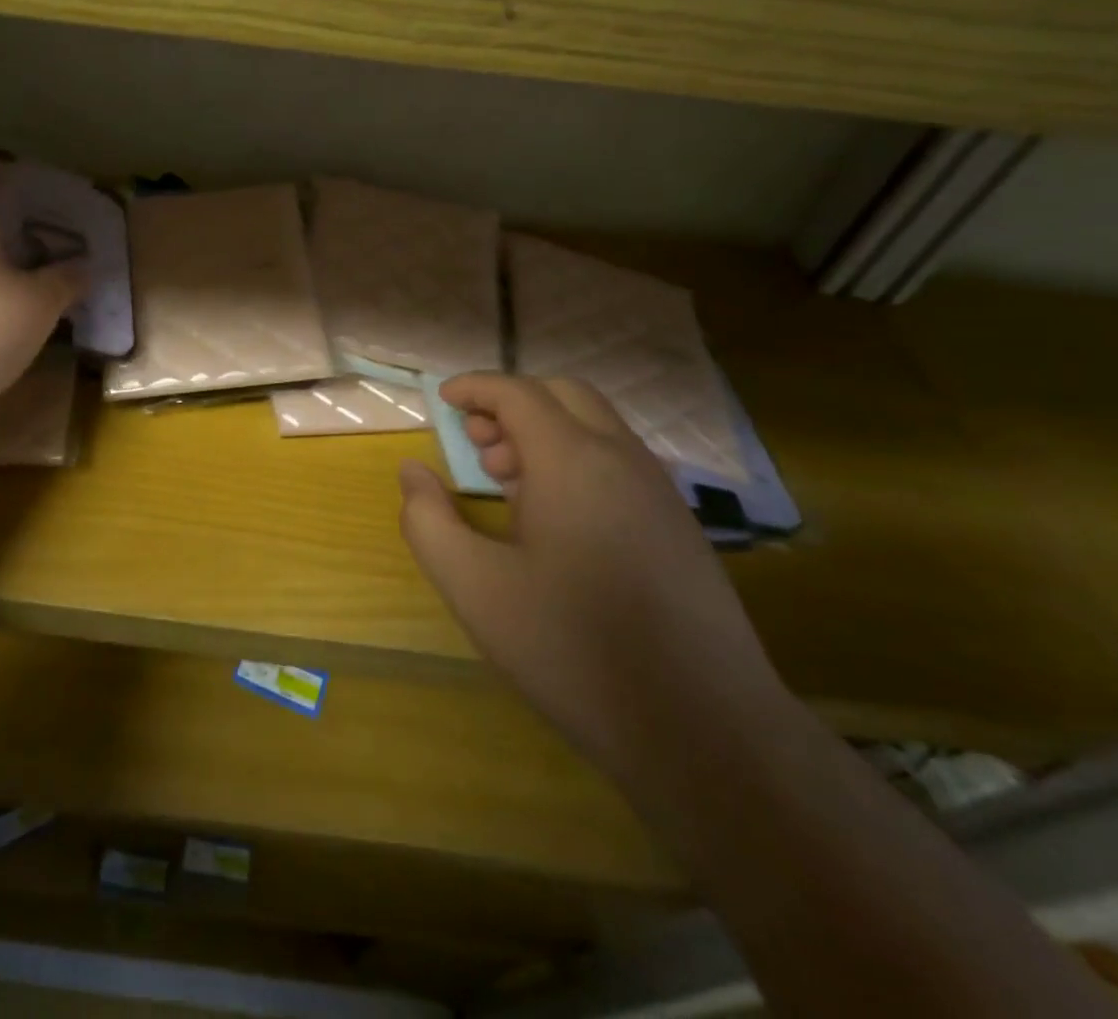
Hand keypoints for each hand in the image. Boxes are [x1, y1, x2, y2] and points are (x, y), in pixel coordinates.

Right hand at [397, 373, 788, 778]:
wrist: (704, 730)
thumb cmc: (573, 649)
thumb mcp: (473, 586)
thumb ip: (428, 520)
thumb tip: (413, 471)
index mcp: (574, 461)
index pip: (519, 393)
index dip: (476, 387)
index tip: (444, 399)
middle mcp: (623, 460)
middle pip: (565, 396)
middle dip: (512, 403)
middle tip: (475, 441)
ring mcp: (660, 493)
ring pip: (596, 428)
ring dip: (545, 432)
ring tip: (504, 480)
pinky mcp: (679, 527)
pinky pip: (619, 463)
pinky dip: (576, 460)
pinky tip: (553, 519)